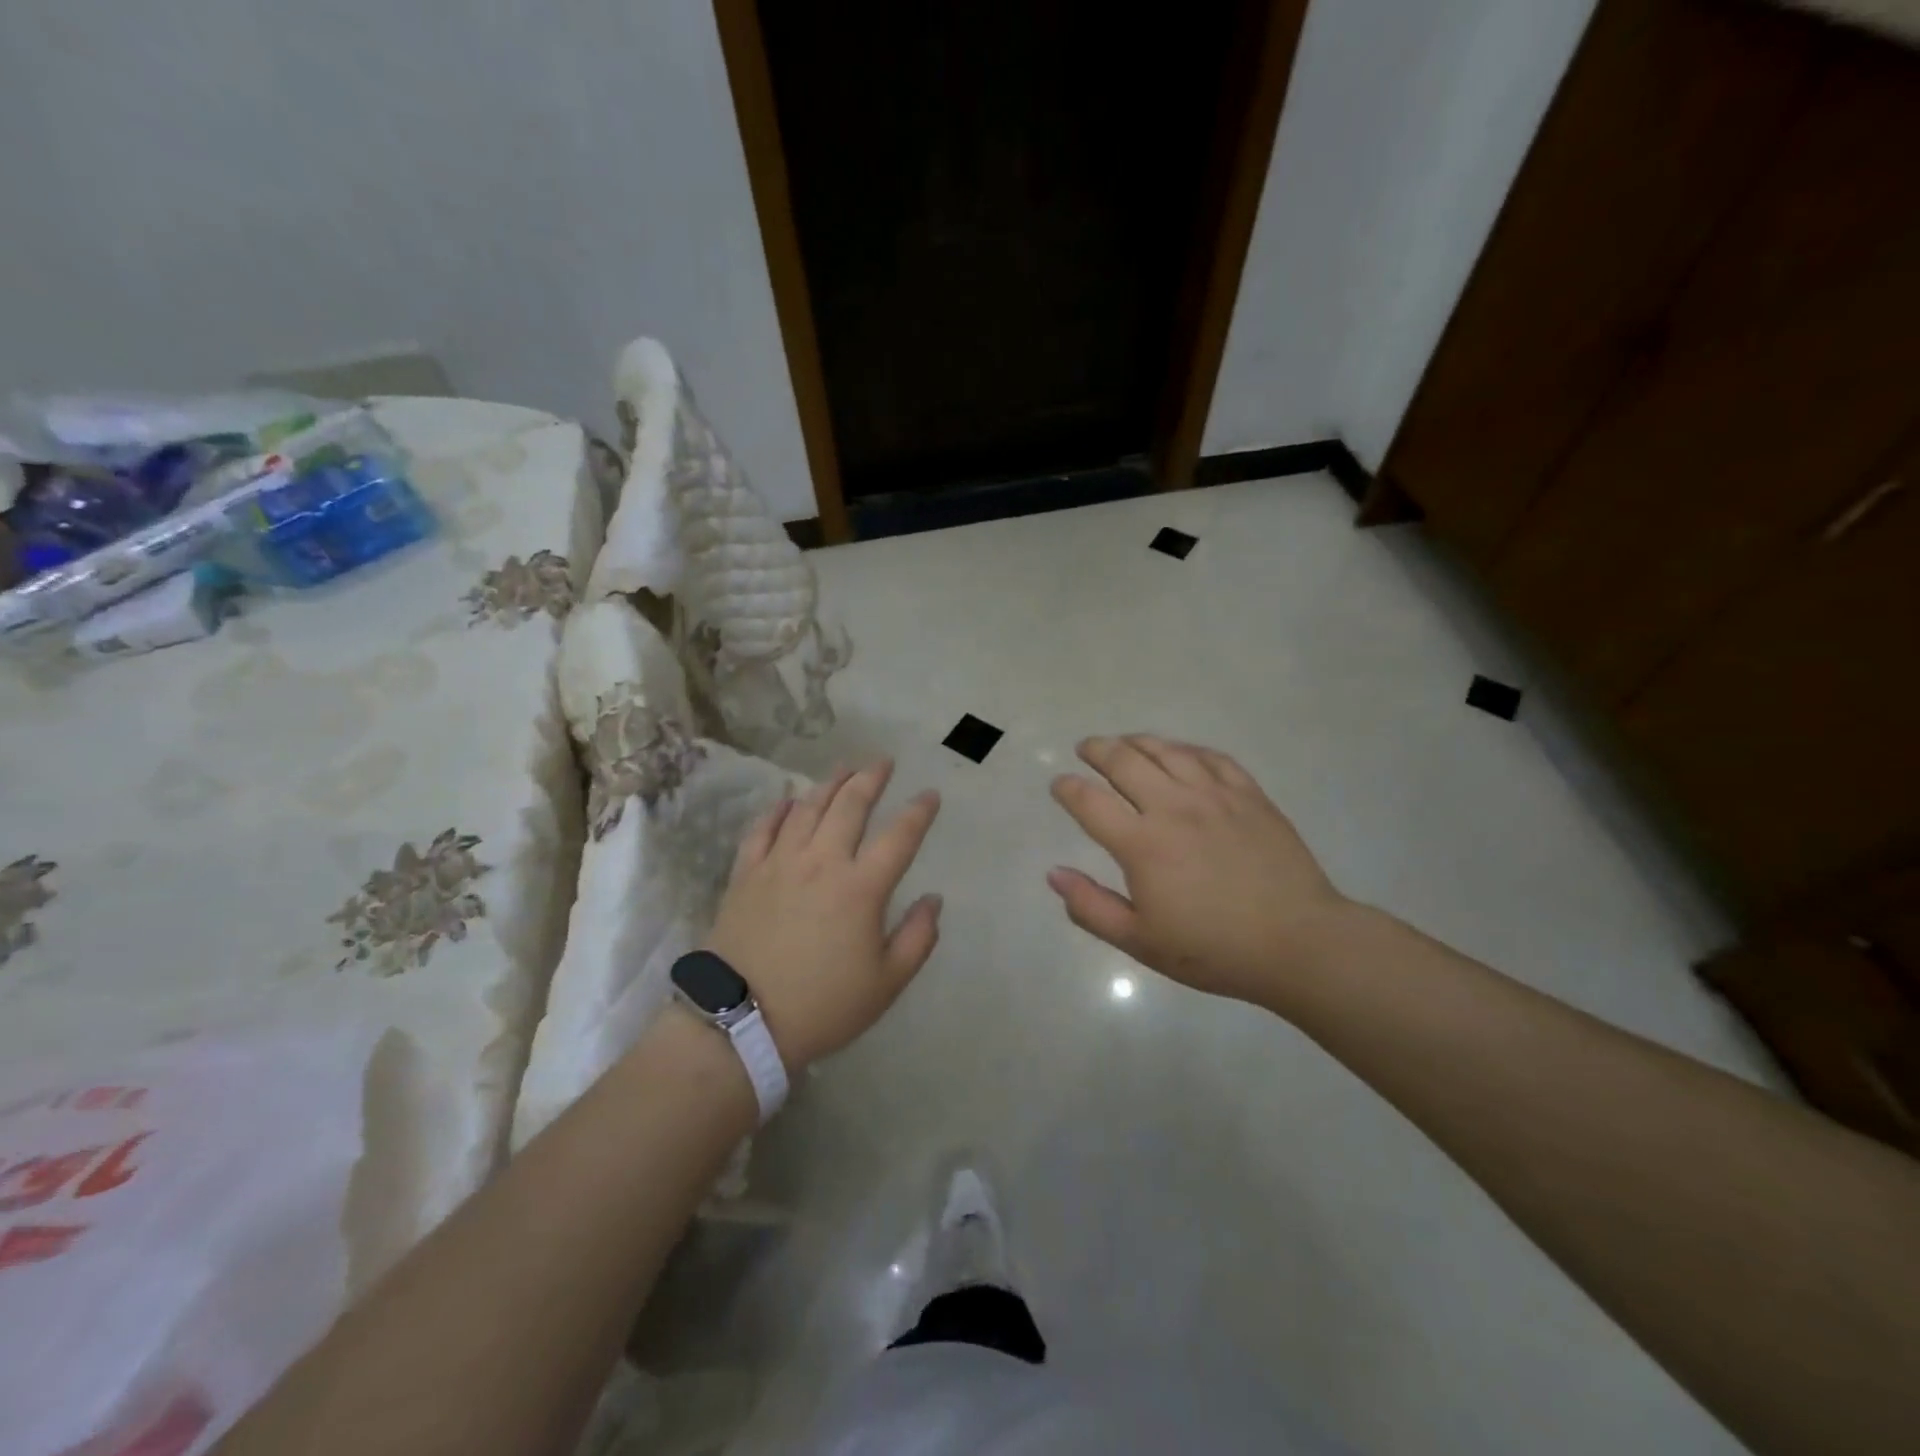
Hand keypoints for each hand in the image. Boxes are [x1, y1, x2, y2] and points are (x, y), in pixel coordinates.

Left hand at [704, 762, 942, 1071]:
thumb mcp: (886, 983)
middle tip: (883, 762)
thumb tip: (933, 899)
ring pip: (807, 808)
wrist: (740, 1022)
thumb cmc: (823, 1005)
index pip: (899, 836)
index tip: (930, 794)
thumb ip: (918, 938)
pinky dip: (777, 809)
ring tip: (844, 769)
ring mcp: (779, 863)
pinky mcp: (746, 873)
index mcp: (861, 887)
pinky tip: (786, 800)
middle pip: (850, 805)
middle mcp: (822, 862)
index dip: (919, 811)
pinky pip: (762, 829)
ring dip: (829, 783)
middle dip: (871, 778)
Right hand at [1047, 735, 1353, 1007]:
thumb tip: (1054, 873)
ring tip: (1124, 742)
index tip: (1058, 785)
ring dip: (1137, 741)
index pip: (1090, 802)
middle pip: (1125, 761)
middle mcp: (1174, 807)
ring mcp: (1215, 796)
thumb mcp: (1140, 941)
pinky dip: (1186, 749)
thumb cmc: (1213, 949)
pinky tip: (1179, 753)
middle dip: (1097, 750)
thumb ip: (1091, 907)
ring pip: (1167, 750)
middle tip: (1086, 749)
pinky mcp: (1249, 795)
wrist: (1298, 942)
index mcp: (1142, 844)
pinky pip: (1211, 757)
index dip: (1067, 788)